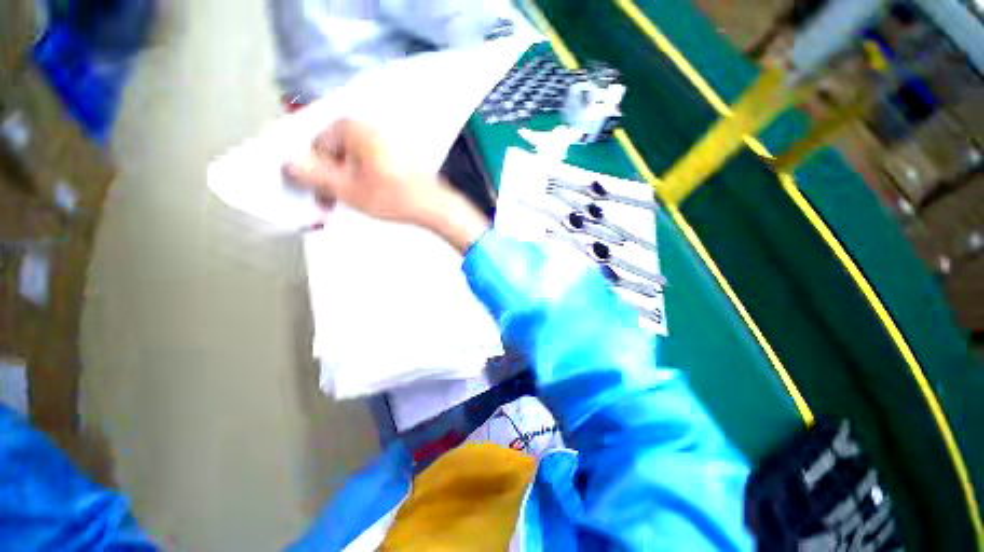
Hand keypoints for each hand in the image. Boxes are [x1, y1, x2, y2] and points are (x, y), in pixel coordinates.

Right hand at [285, 118, 441, 226]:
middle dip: (329, 178)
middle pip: (333, 151)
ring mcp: (383, 137)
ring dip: (344, 180)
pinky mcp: (395, 151)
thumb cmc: (391, 196)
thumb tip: (286, 162)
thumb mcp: (346, 188)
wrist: (434, 205)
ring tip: (350, 201)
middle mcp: (366, 124)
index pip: (315, 146)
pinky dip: (362, 176)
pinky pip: (368, 160)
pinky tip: (367, 193)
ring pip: (351, 158)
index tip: (319, 198)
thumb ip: (312, 175)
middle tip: (333, 203)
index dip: (312, 175)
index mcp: (350, 126)